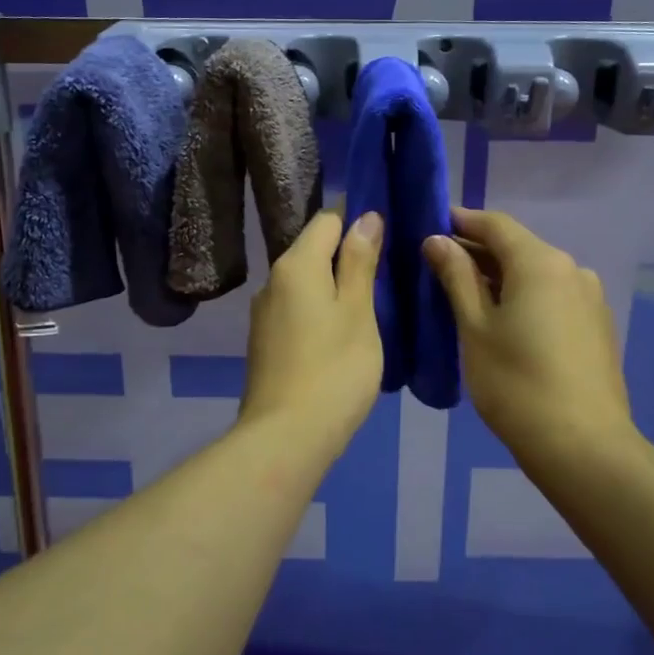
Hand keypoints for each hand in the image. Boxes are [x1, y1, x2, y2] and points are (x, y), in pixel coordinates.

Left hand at [240, 209, 384, 453]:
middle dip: (347, 254)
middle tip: (387, 273)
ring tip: (370, 304)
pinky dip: (320, 310)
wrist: (286, 437)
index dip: (357, 220)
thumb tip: (366, 217)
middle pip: (313, 250)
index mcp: (296, 265)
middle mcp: (273, 281)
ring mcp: (265, 314)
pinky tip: (341, 334)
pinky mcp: (265, 342)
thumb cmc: (335, 369)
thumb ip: (360, 262)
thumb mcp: (359, 312)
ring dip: (334, 285)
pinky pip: (297, 309)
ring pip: (305, 283)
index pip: (327, 220)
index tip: (388, 235)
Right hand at [423, 207, 632, 465]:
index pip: (496, 224)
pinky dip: (525, 298)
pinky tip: (505, 321)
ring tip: (467, 297)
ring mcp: (590, 298)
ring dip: (501, 277)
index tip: (431, 226)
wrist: (584, 447)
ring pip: (537, 274)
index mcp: (541, 262)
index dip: (461, 222)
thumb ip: (456, 277)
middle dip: (478, 252)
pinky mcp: (598, 326)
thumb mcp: (475, 328)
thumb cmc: (516, 384)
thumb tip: (437, 240)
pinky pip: (553, 297)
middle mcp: (572, 269)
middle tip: (439, 266)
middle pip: (518, 248)